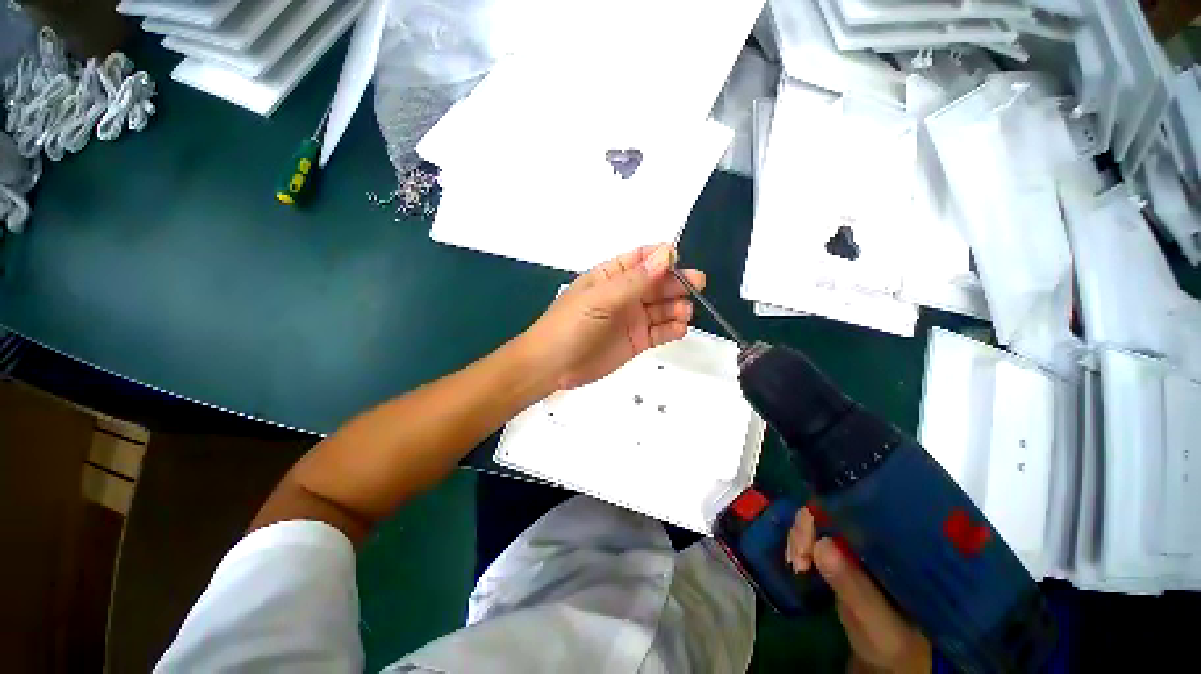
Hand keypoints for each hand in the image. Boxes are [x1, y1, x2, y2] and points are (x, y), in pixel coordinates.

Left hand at [521, 243, 706, 389]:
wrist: (552, 367)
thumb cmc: (569, 326)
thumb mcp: (599, 300)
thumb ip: (634, 281)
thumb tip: (665, 255)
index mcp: (611, 277)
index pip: (641, 259)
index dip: (661, 257)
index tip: (678, 261)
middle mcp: (625, 295)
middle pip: (657, 283)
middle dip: (677, 282)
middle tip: (696, 285)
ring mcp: (632, 319)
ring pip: (662, 307)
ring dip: (677, 306)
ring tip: (684, 312)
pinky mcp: (637, 341)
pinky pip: (660, 331)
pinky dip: (673, 329)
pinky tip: (679, 329)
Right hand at [787, 507, 932, 673]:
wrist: (888, 658)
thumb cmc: (894, 642)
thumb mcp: (879, 622)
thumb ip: (854, 589)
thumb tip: (821, 543)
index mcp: (895, 546)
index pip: (858, 511)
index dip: (827, 515)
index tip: (808, 538)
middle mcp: (874, 537)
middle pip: (832, 511)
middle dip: (807, 527)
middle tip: (797, 556)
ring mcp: (855, 544)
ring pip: (818, 522)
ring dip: (799, 537)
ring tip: (796, 565)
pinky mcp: (840, 554)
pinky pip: (812, 536)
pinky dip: (799, 545)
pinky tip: (796, 561)